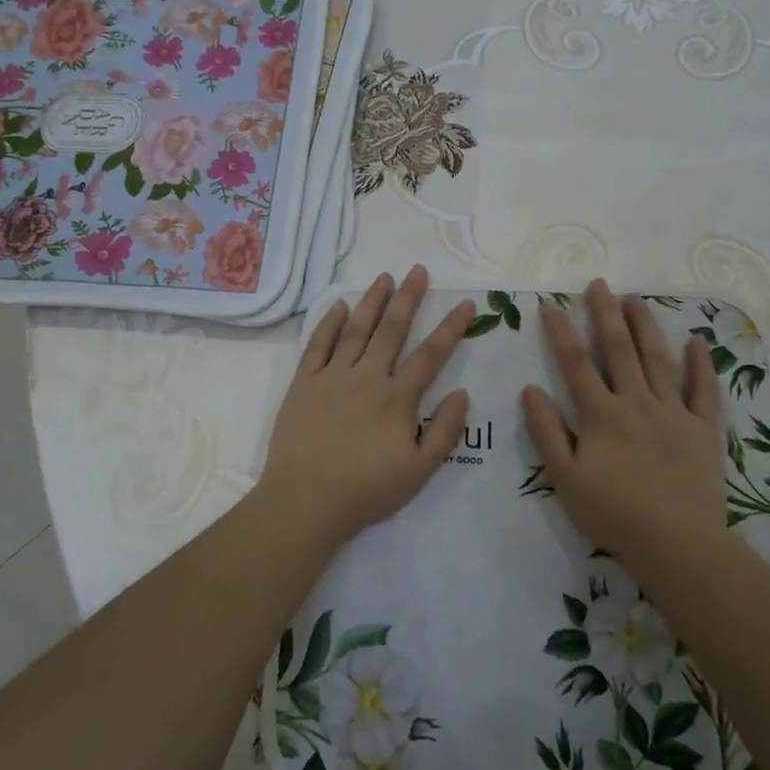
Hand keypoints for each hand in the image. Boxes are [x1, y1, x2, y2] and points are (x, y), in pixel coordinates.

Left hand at [261, 266, 472, 544]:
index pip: (430, 355)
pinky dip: (328, 322)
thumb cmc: (366, 490)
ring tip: (384, 277)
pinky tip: (339, 304)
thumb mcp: (419, 471)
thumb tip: (463, 393)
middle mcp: (367, 377)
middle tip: (418, 270)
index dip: (451, 328)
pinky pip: (317, 344)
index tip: (466, 304)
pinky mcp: (303, 383)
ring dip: (372, 301)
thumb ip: (445, 431)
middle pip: (392, 330)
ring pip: (356, 329)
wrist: (305, 500)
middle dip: (408, 298)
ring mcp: (332, 376)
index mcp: (397, 398)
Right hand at [521, 279, 728, 556]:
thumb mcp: (565, 477)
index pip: (576, 363)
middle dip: (605, 314)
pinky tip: (696, 341)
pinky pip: (703, 391)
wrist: (676, 544)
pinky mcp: (703, 430)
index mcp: (601, 414)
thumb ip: (547, 432)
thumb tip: (529, 389)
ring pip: (659, 360)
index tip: (551, 305)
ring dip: (646, 327)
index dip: (561, 332)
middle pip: (619, 350)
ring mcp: (674, 413)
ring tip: (636, 300)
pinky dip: (700, 365)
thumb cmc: (613, 513)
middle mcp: (637, 403)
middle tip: (599, 285)